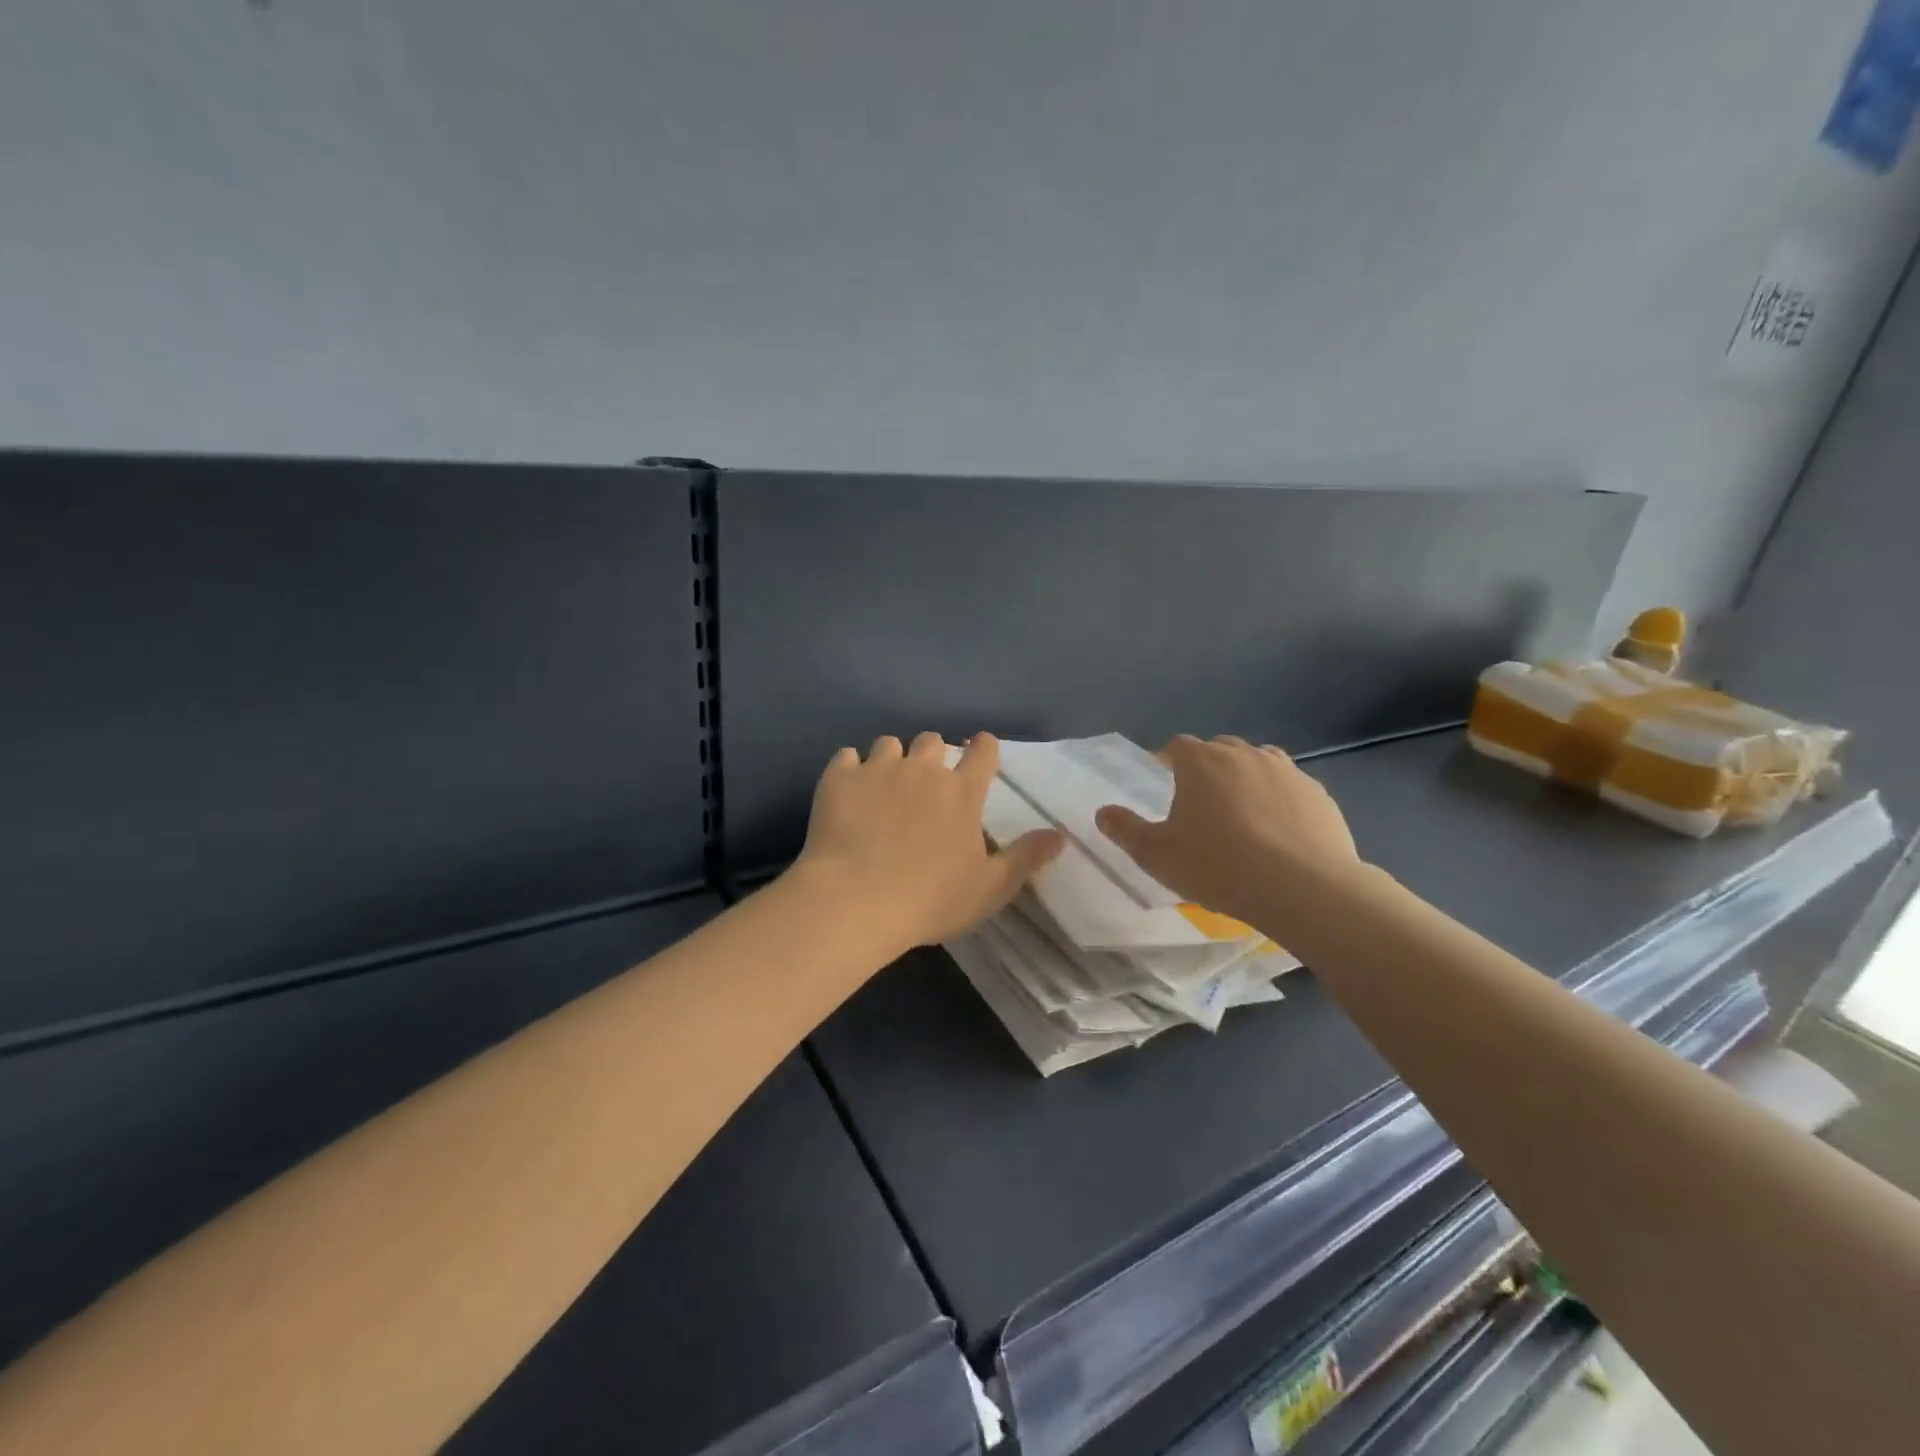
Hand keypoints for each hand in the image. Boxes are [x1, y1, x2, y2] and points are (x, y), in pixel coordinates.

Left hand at [794, 731, 1064, 953]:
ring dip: (892, 760)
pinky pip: (846, 757)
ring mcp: (878, 769)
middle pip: (932, 740)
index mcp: (962, 791)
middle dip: (932, 755)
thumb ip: (1026, 858)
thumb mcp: (990, 888)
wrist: (855, 901)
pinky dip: (850, 769)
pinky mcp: (839, 778)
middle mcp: (923, 769)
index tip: (979, 756)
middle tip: (925, 784)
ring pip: (889, 744)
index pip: (982, 750)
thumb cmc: (930, 900)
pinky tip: (848, 791)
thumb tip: (1060, 835)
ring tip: (884, 787)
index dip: (983, 748)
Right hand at [1094, 735, 1358, 928]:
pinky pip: (1290, 790)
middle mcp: (1244, 755)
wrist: (1303, 888)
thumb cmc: (1218, 866)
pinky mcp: (1318, 795)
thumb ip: (1125, 830)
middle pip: (1220, 749)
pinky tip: (1279, 834)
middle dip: (1208, 768)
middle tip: (1201, 805)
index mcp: (1201, 762)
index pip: (1177, 746)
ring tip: (1242, 816)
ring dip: (1246, 780)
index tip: (1165, 783)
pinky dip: (1280, 802)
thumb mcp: (1156, 855)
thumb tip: (1102, 812)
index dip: (1168, 761)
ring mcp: (1286, 771)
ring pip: (1259, 764)